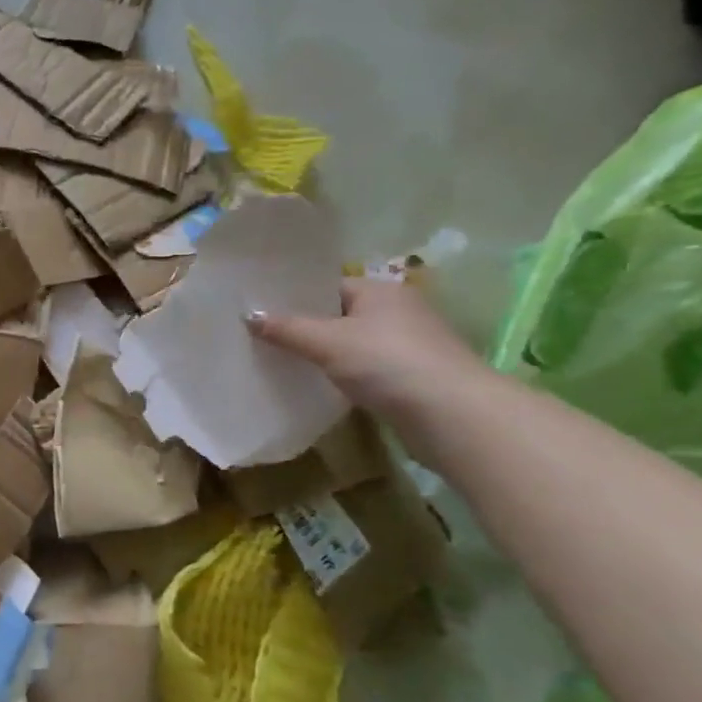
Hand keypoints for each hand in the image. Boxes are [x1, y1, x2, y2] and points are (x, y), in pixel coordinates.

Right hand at [245, 278, 495, 437]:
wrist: (453, 416)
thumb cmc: (388, 363)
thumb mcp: (328, 342)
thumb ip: (287, 328)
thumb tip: (248, 315)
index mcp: (380, 289)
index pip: (329, 285)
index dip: (295, 296)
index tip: (261, 309)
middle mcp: (398, 310)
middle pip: (340, 314)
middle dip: (306, 326)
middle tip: (263, 336)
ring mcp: (409, 345)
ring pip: (353, 344)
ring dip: (325, 354)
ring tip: (283, 361)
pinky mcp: (413, 379)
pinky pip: (366, 369)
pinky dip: (344, 375)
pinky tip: (319, 386)